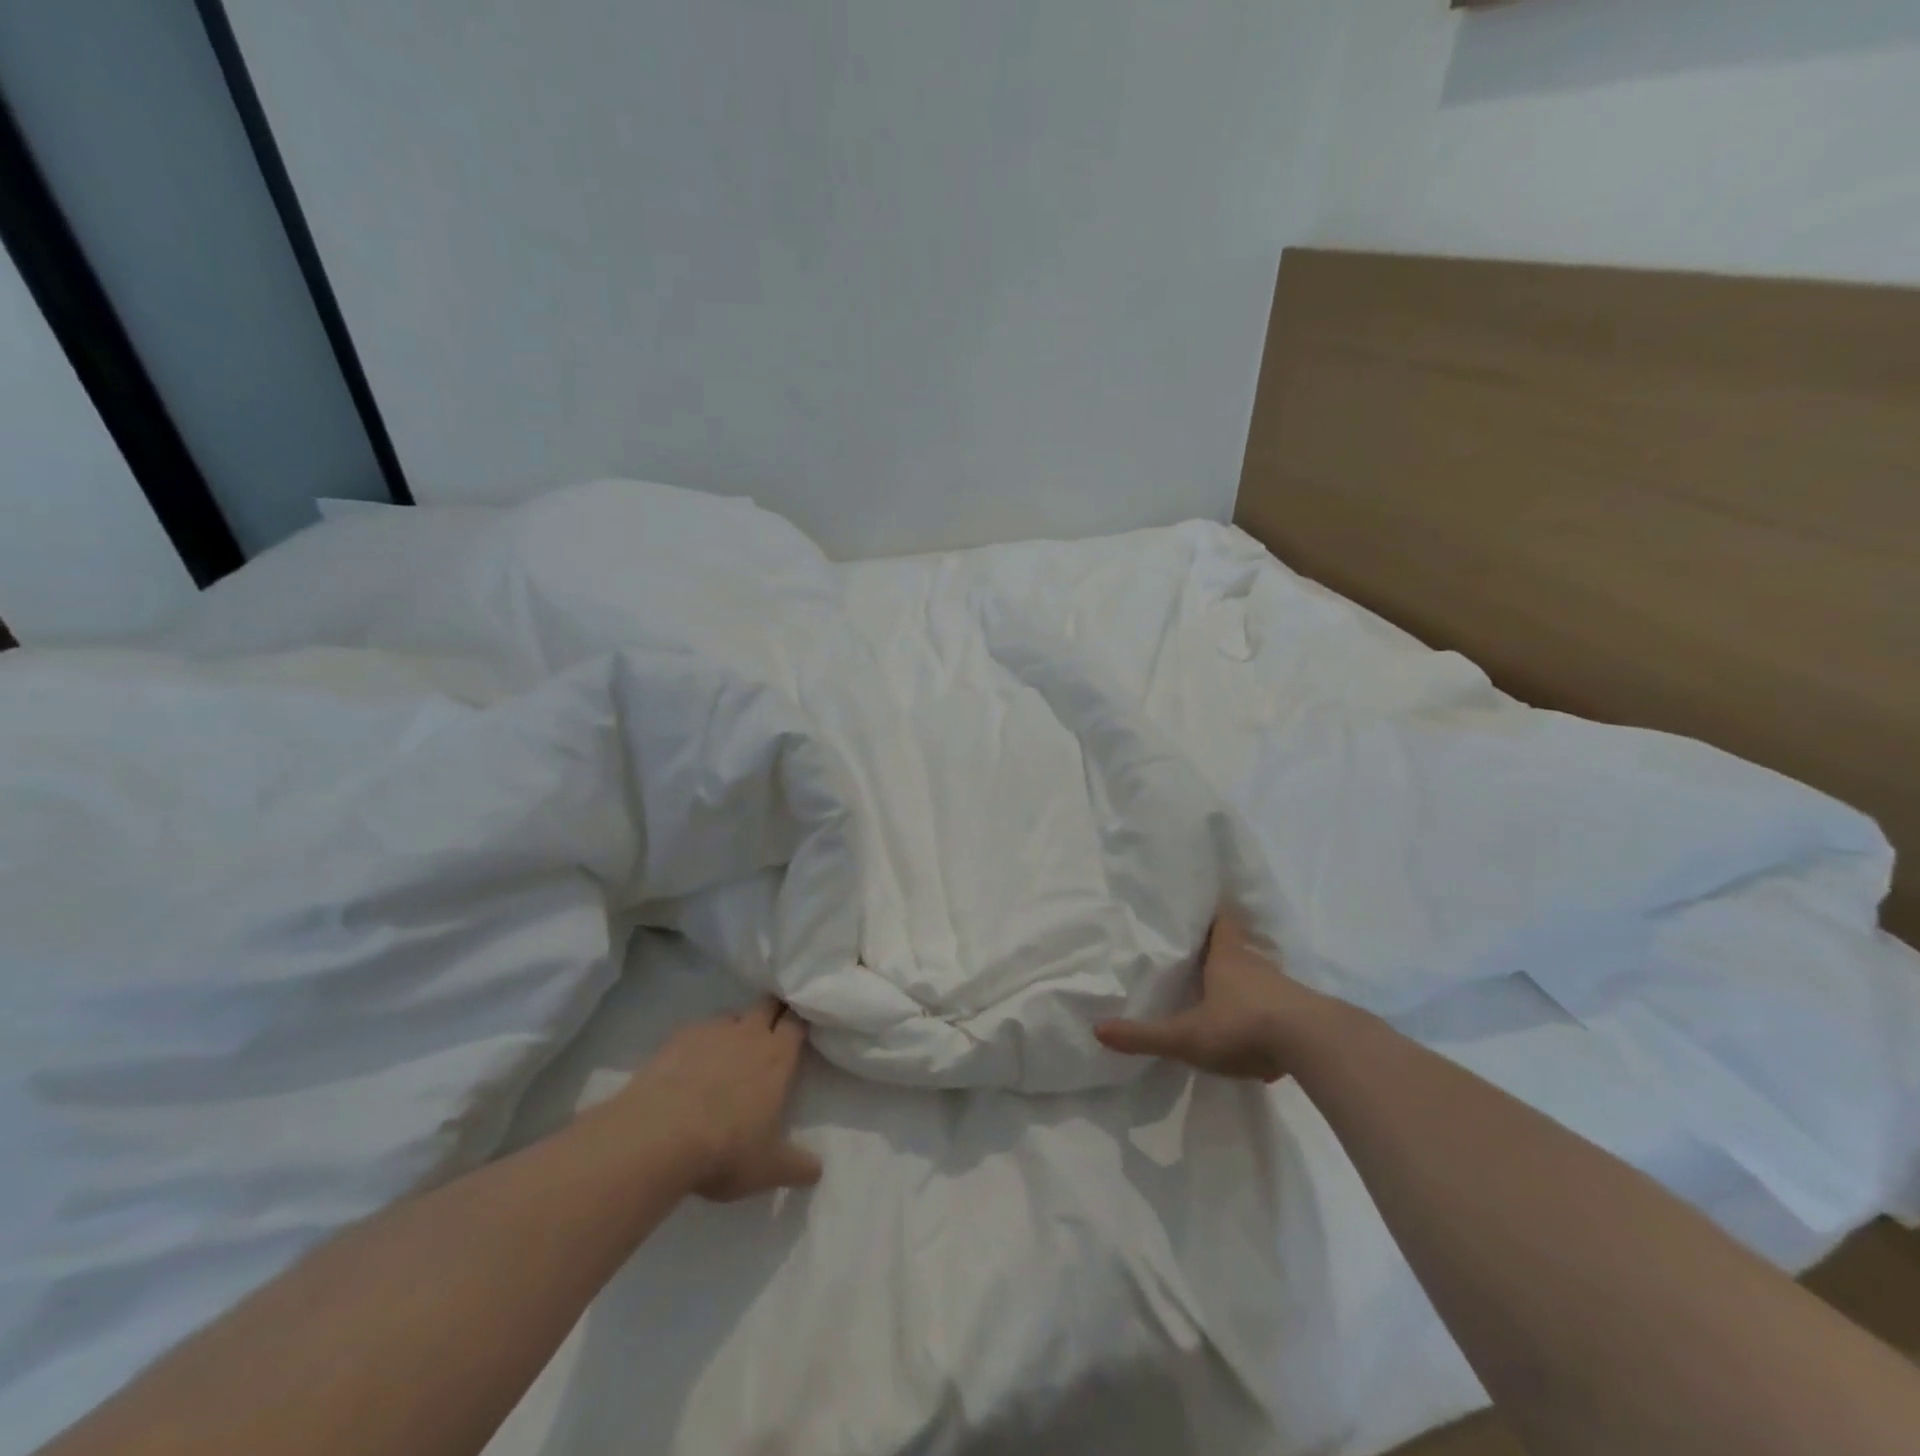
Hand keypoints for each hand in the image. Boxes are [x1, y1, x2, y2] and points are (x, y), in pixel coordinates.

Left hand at [620, 998, 822, 1201]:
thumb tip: (817, 1171)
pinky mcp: (676, 1039)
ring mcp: (711, 1032)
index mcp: (777, 1057)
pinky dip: (699, 1043)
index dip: (798, 1023)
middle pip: (767, 1005)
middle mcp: (748, 1034)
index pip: (796, 1022)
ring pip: (731, 1016)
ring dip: (735, 1028)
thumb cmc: (725, 1149)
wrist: (658, 1138)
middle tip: (770, 1031)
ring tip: (727, 1054)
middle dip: (772, 1012)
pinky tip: (689, 1066)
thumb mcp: (768, 1168)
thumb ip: (796, 1166)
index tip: (798, 1031)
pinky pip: (696, 1031)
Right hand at [1095, 914, 1321, 1081]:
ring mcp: (1284, 989)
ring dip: (1244, 984)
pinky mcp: (1304, 1014)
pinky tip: (1256, 1034)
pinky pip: (1278, 1006)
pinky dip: (1265, 1013)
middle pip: (1237, 948)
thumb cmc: (1244, 1026)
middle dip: (1220, 951)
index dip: (1209, 914)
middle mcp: (1256, 965)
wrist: (1317, 1046)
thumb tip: (1097, 1030)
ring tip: (1222, 995)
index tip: (1198, 908)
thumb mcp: (1188, 1036)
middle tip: (1199, 954)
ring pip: (1259, 977)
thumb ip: (1145, 1035)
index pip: (1220, 922)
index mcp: (1227, 957)